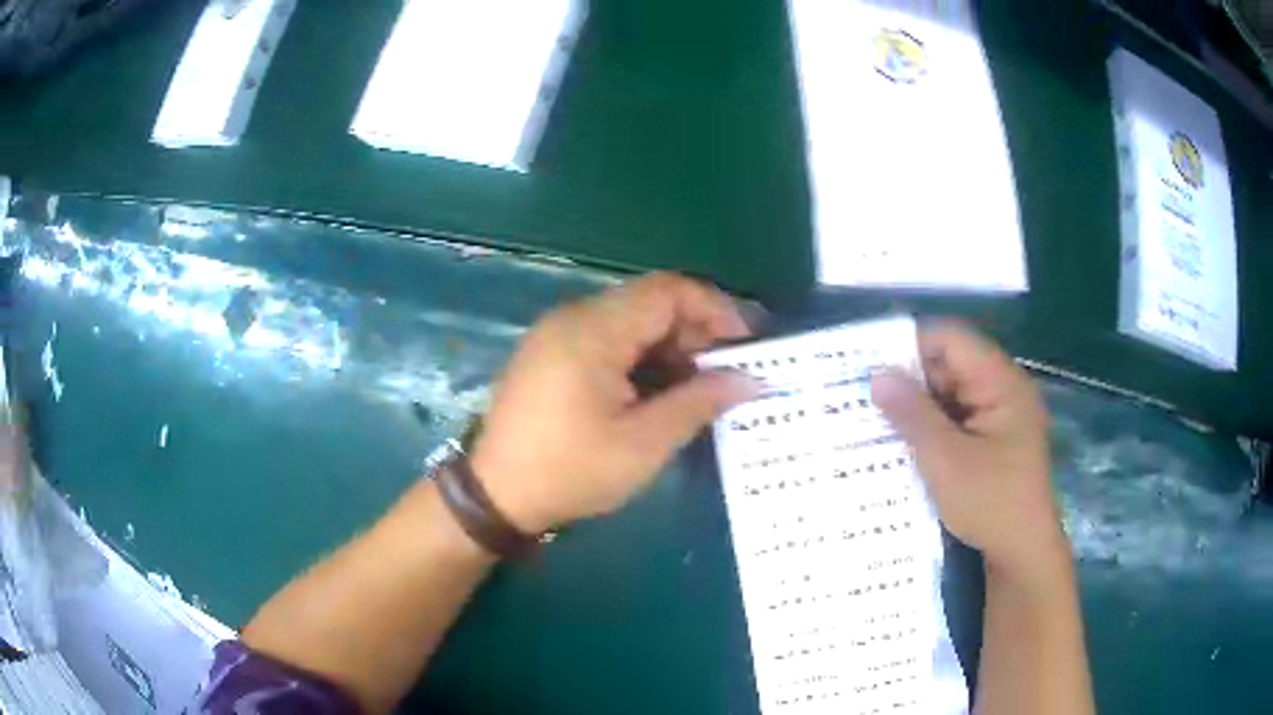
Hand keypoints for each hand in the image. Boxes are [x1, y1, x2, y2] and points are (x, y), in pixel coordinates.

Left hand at [470, 273, 756, 533]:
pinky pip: (608, 338)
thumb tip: (749, 379)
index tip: (746, 345)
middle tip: (727, 373)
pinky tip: (658, 392)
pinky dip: (641, 357)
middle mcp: (573, 317)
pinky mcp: (551, 353)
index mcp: (593, 330)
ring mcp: (558, 333)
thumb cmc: (571, 471)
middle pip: (649, 302)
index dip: (715, 309)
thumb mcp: (643, 444)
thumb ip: (698, 403)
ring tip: (699, 388)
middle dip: (695, 332)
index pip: (668, 291)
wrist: (496, 496)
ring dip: (669, 346)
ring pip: (630, 320)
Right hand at [870, 322, 1065, 575]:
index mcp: (1001, 382)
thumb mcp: (946, 461)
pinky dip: (931, 426)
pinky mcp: (993, 438)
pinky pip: (956, 418)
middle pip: (950, 364)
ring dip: (918, 406)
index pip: (951, 339)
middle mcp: (1003, 389)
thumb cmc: (990, 504)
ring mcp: (999, 415)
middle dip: (910, 379)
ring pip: (950, 393)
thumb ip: (912, 414)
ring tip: (876, 420)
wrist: (1022, 553)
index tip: (871, 365)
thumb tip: (877, 375)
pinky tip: (903, 442)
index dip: (911, 345)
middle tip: (866, 397)